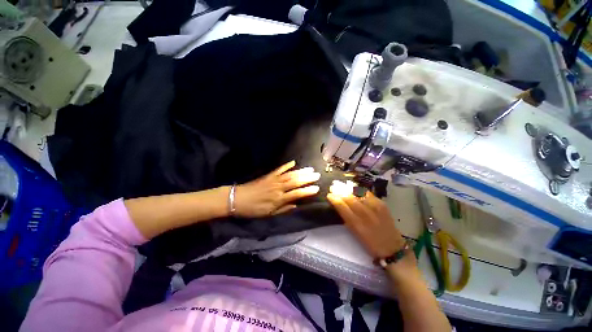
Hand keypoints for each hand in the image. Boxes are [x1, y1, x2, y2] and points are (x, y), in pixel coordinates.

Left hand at [234, 161, 320, 217]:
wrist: (237, 199)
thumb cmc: (253, 209)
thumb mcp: (268, 214)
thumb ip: (283, 210)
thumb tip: (296, 205)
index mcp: (279, 199)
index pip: (296, 194)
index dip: (307, 191)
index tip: (317, 188)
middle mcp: (278, 188)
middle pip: (295, 182)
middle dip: (307, 178)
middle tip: (317, 175)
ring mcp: (273, 180)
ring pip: (290, 175)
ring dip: (300, 171)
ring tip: (310, 169)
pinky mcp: (268, 175)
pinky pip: (279, 169)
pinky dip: (286, 166)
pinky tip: (293, 162)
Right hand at [327, 184, 405, 258]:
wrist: (392, 246)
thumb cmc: (370, 243)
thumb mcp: (355, 233)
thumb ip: (347, 218)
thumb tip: (339, 205)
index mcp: (356, 224)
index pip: (342, 207)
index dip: (334, 199)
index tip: (329, 195)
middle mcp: (365, 214)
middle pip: (349, 198)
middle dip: (340, 191)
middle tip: (333, 186)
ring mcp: (375, 208)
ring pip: (358, 193)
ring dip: (348, 188)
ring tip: (342, 184)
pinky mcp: (382, 204)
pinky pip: (368, 193)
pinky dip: (359, 189)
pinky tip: (355, 187)